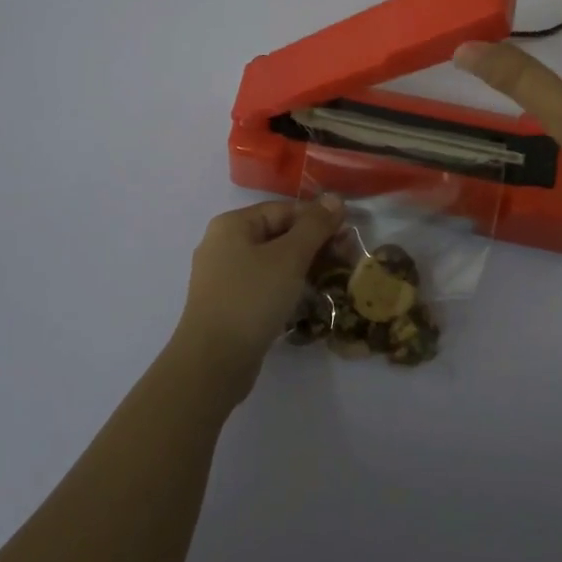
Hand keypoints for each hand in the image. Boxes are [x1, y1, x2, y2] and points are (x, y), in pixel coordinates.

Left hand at [172, 194, 345, 399]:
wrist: (213, 363)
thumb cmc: (251, 299)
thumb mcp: (290, 257)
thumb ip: (314, 226)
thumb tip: (334, 198)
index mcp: (232, 225)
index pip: (284, 210)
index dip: (318, 219)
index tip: (347, 236)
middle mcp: (223, 244)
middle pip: (278, 234)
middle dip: (313, 244)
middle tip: (345, 259)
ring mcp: (223, 276)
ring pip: (272, 261)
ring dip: (303, 266)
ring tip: (332, 278)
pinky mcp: (228, 304)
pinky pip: (264, 284)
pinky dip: (286, 286)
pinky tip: (307, 298)